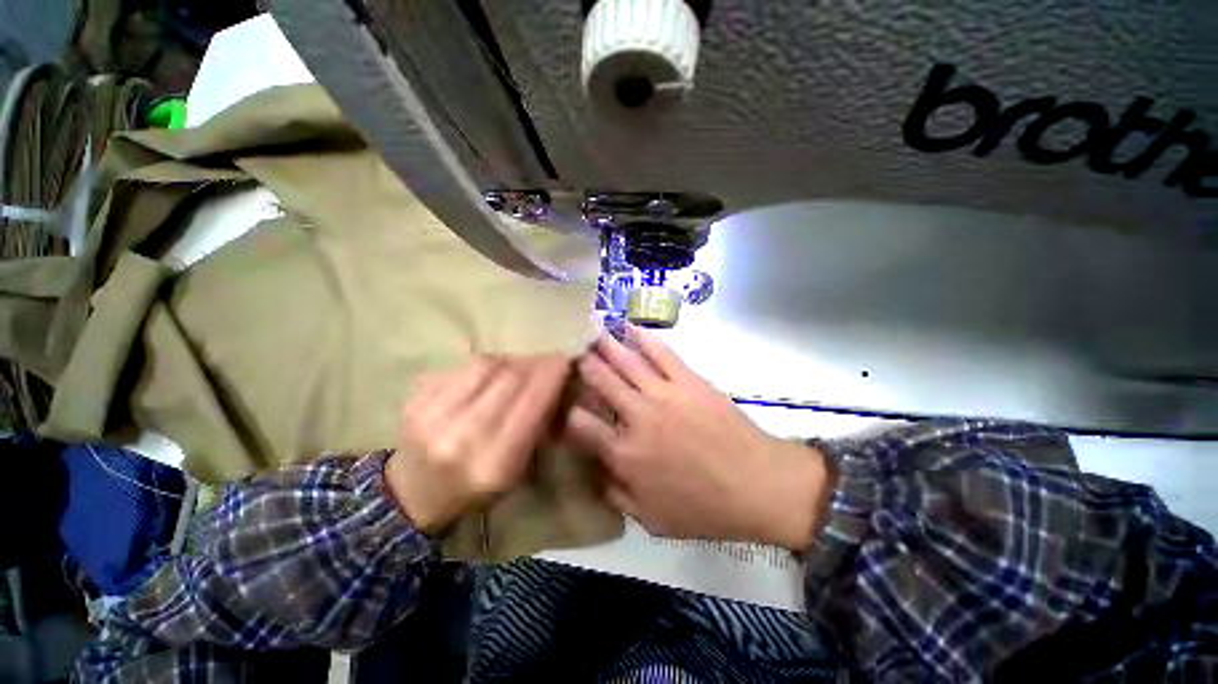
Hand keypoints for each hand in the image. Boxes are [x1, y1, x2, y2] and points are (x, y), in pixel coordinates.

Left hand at [386, 355, 570, 532]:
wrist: (411, 496)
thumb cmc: (474, 489)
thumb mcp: (517, 470)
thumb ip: (537, 426)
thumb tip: (554, 384)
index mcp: (494, 462)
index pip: (531, 402)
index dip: (551, 375)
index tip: (565, 361)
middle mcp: (462, 436)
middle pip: (509, 378)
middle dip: (535, 363)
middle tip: (548, 360)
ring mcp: (433, 415)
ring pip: (485, 365)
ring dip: (511, 360)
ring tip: (521, 365)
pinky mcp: (415, 400)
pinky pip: (461, 366)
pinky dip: (485, 364)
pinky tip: (492, 372)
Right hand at [563, 327, 832, 550]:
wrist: (758, 486)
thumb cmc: (704, 509)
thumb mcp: (652, 520)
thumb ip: (616, 495)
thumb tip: (595, 471)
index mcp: (625, 454)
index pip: (581, 424)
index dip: (566, 410)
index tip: (563, 401)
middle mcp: (637, 417)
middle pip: (601, 382)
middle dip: (583, 364)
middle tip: (571, 349)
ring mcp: (664, 394)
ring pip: (626, 362)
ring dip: (606, 344)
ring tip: (591, 330)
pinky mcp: (688, 381)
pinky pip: (661, 353)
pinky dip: (644, 338)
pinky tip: (630, 327)